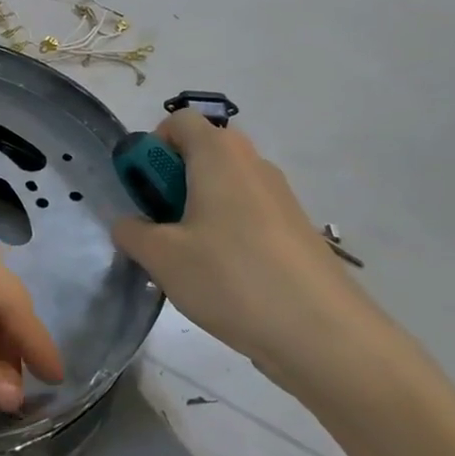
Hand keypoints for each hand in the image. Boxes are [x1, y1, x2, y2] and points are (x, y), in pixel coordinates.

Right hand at [110, 112, 403, 395]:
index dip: (153, 147)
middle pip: (203, 152)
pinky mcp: (297, 230)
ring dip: (198, 210)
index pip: (179, 120)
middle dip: (172, 182)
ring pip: (225, 186)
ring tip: (190, 261)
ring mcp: (281, 197)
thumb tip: (130, 225)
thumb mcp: (161, 257)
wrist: (324, 335)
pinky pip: (249, 214)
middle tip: (162, 227)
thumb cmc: (231, 278)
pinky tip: (224, 279)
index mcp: (219, 154)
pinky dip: (228, 232)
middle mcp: (253, 163)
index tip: (145, 190)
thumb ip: (132, 233)